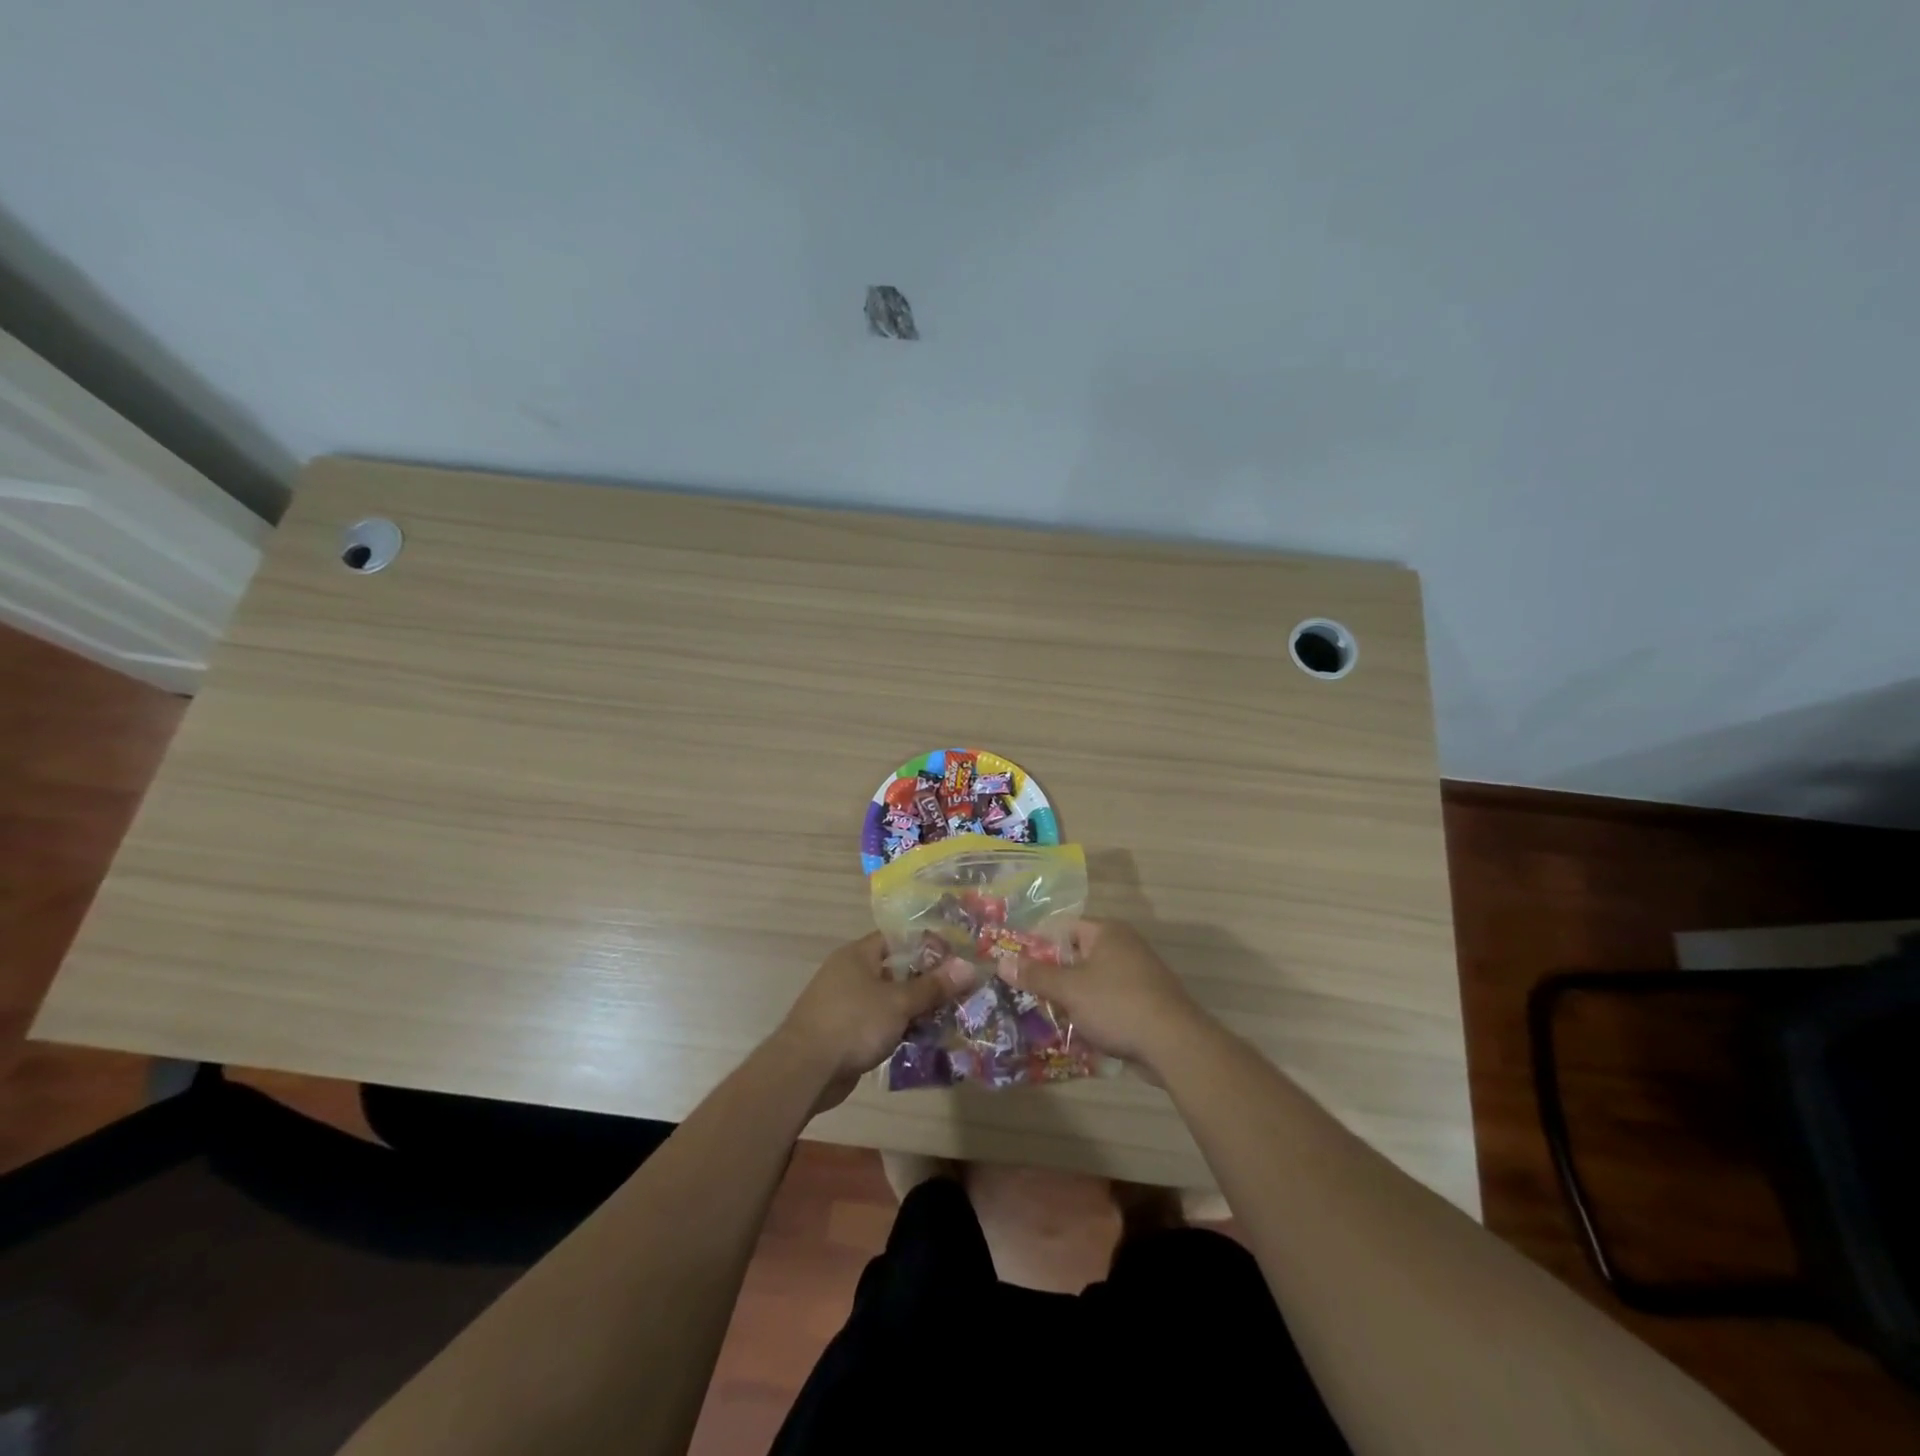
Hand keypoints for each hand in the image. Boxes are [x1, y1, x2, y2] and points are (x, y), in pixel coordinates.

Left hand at [775, 931, 975, 1112]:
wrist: (804, 1071)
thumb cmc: (853, 1023)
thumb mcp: (899, 1002)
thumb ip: (933, 986)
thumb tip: (968, 967)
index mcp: (858, 954)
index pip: (897, 939)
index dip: (927, 946)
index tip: (955, 959)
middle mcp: (850, 973)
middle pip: (895, 970)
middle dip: (925, 982)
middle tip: (959, 992)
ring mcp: (845, 1003)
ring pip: (888, 999)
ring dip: (914, 1009)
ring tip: (948, 1018)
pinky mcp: (844, 1032)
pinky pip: (879, 1023)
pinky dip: (898, 1029)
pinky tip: (922, 1040)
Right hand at [1002, 919, 1208, 1076]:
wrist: (1174, 1044)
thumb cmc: (1117, 1005)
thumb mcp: (1069, 989)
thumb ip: (1035, 975)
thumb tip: (1002, 961)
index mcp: (1106, 932)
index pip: (1063, 928)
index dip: (1038, 945)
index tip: (1017, 966)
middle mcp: (1124, 946)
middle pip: (1077, 955)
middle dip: (1053, 977)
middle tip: (1028, 995)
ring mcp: (1138, 974)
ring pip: (1092, 981)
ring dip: (1072, 999)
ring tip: (1048, 1017)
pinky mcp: (1146, 1002)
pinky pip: (1109, 1001)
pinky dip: (1093, 1013)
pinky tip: (1078, 1032)